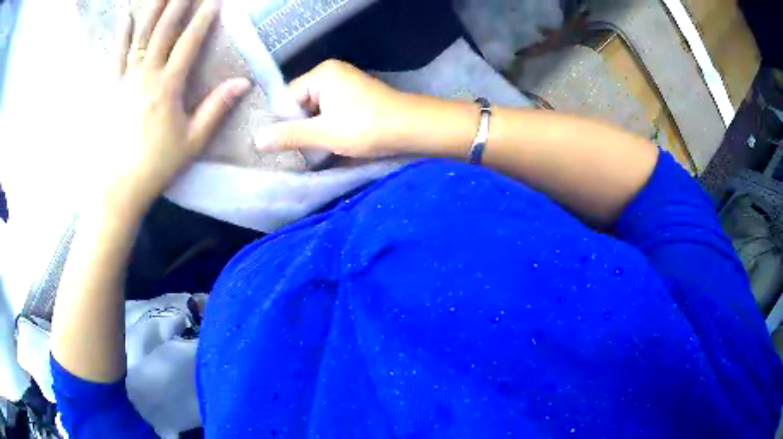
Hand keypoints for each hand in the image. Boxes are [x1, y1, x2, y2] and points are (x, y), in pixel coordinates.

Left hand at [102, 0, 249, 211]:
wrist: (118, 187)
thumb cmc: (157, 165)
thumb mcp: (193, 141)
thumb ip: (216, 108)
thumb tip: (243, 82)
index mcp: (168, 87)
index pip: (189, 43)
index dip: (203, 19)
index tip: (214, 1)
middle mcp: (146, 76)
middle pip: (163, 31)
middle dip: (177, 4)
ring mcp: (125, 80)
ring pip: (139, 37)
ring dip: (152, 10)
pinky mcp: (111, 89)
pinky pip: (116, 56)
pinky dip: (120, 34)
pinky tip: (125, 16)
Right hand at [254, 60, 417, 157]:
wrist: (413, 129)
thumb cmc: (367, 127)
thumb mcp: (323, 133)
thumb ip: (289, 135)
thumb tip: (256, 140)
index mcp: (322, 73)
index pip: (288, 97)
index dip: (286, 122)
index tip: (288, 144)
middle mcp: (332, 73)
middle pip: (302, 103)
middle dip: (302, 126)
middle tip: (305, 149)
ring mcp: (347, 83)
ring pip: (317, 109)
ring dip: (316, 129)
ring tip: (321, 147)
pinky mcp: (357, 96)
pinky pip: (332, 110)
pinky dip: (330, 126)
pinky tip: (334, 140)